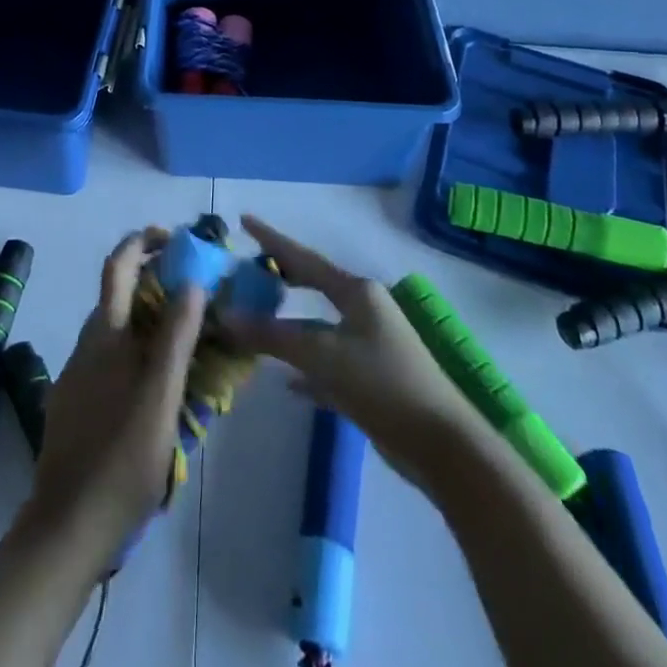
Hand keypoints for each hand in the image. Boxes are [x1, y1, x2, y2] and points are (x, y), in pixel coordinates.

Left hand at [21, 227, 206, 573]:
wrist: (66, 526)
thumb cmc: (121, 460)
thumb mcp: (161, 398)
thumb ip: (175, 339)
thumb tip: (191, 282)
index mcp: (106, 335)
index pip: (119, 265)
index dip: (142, 241)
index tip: (174, 237)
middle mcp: (87, 344)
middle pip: (118, 293)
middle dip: (154, 278)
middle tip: (195, 288)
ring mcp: (78, 374)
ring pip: (116, 328)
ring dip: (147, 316)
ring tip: (187, 334)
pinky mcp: (76, 401)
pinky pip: (110, 357)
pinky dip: (136, 348)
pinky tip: (158, 380)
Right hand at [226, 216, 480, 489]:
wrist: (441, 445)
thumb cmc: (382, 384)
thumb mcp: (323, 356)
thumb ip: (273, 336)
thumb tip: (225, 316)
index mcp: (356, 292)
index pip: (303, 258)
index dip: (272, 239)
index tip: (244, 220)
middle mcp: (364, 309)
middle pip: (313, 286)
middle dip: (281, 279)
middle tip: (247, 272)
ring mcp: (369, 343)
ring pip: (317, 326)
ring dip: (287, 326)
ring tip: (254, 319)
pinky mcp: (371, 378)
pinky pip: (327, 362)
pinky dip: (304, 366)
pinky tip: (284, 380)